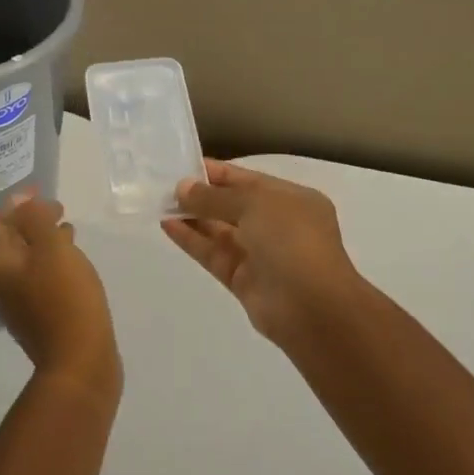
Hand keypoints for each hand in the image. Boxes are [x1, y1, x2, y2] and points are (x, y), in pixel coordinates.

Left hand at [0, 195, 119, 399]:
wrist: (80, 361)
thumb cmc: (66, 297)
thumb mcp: (52, 248)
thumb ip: (35, 219)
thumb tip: (22, 201)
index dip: (16, 206)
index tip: (40, 192)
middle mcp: (1, 285)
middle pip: (10, 244)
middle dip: (30, 222)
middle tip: (56, 208)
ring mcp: (19, 305)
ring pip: (28, 262)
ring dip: (44, 241)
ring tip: (68, 228)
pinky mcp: (41, 317)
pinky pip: (41, 279)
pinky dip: (53, 262)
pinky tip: (73, 261)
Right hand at [163, 160, 367, 354]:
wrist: (313, 308)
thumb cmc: (292, 240)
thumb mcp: (255, 204)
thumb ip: (215, 196)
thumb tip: (183, 188)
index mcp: (292, 200)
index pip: (249, 180)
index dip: (218, 173)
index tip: (184, 166)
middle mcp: (278, 225)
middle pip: (234, 205)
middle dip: (203, 195)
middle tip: (166, 187)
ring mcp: (261, 254)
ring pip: (221, 231)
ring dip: (193, 217)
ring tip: (161, 204)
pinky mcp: (243, 280)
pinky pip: (214, 254)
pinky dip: (192, 240)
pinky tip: (168, 226)